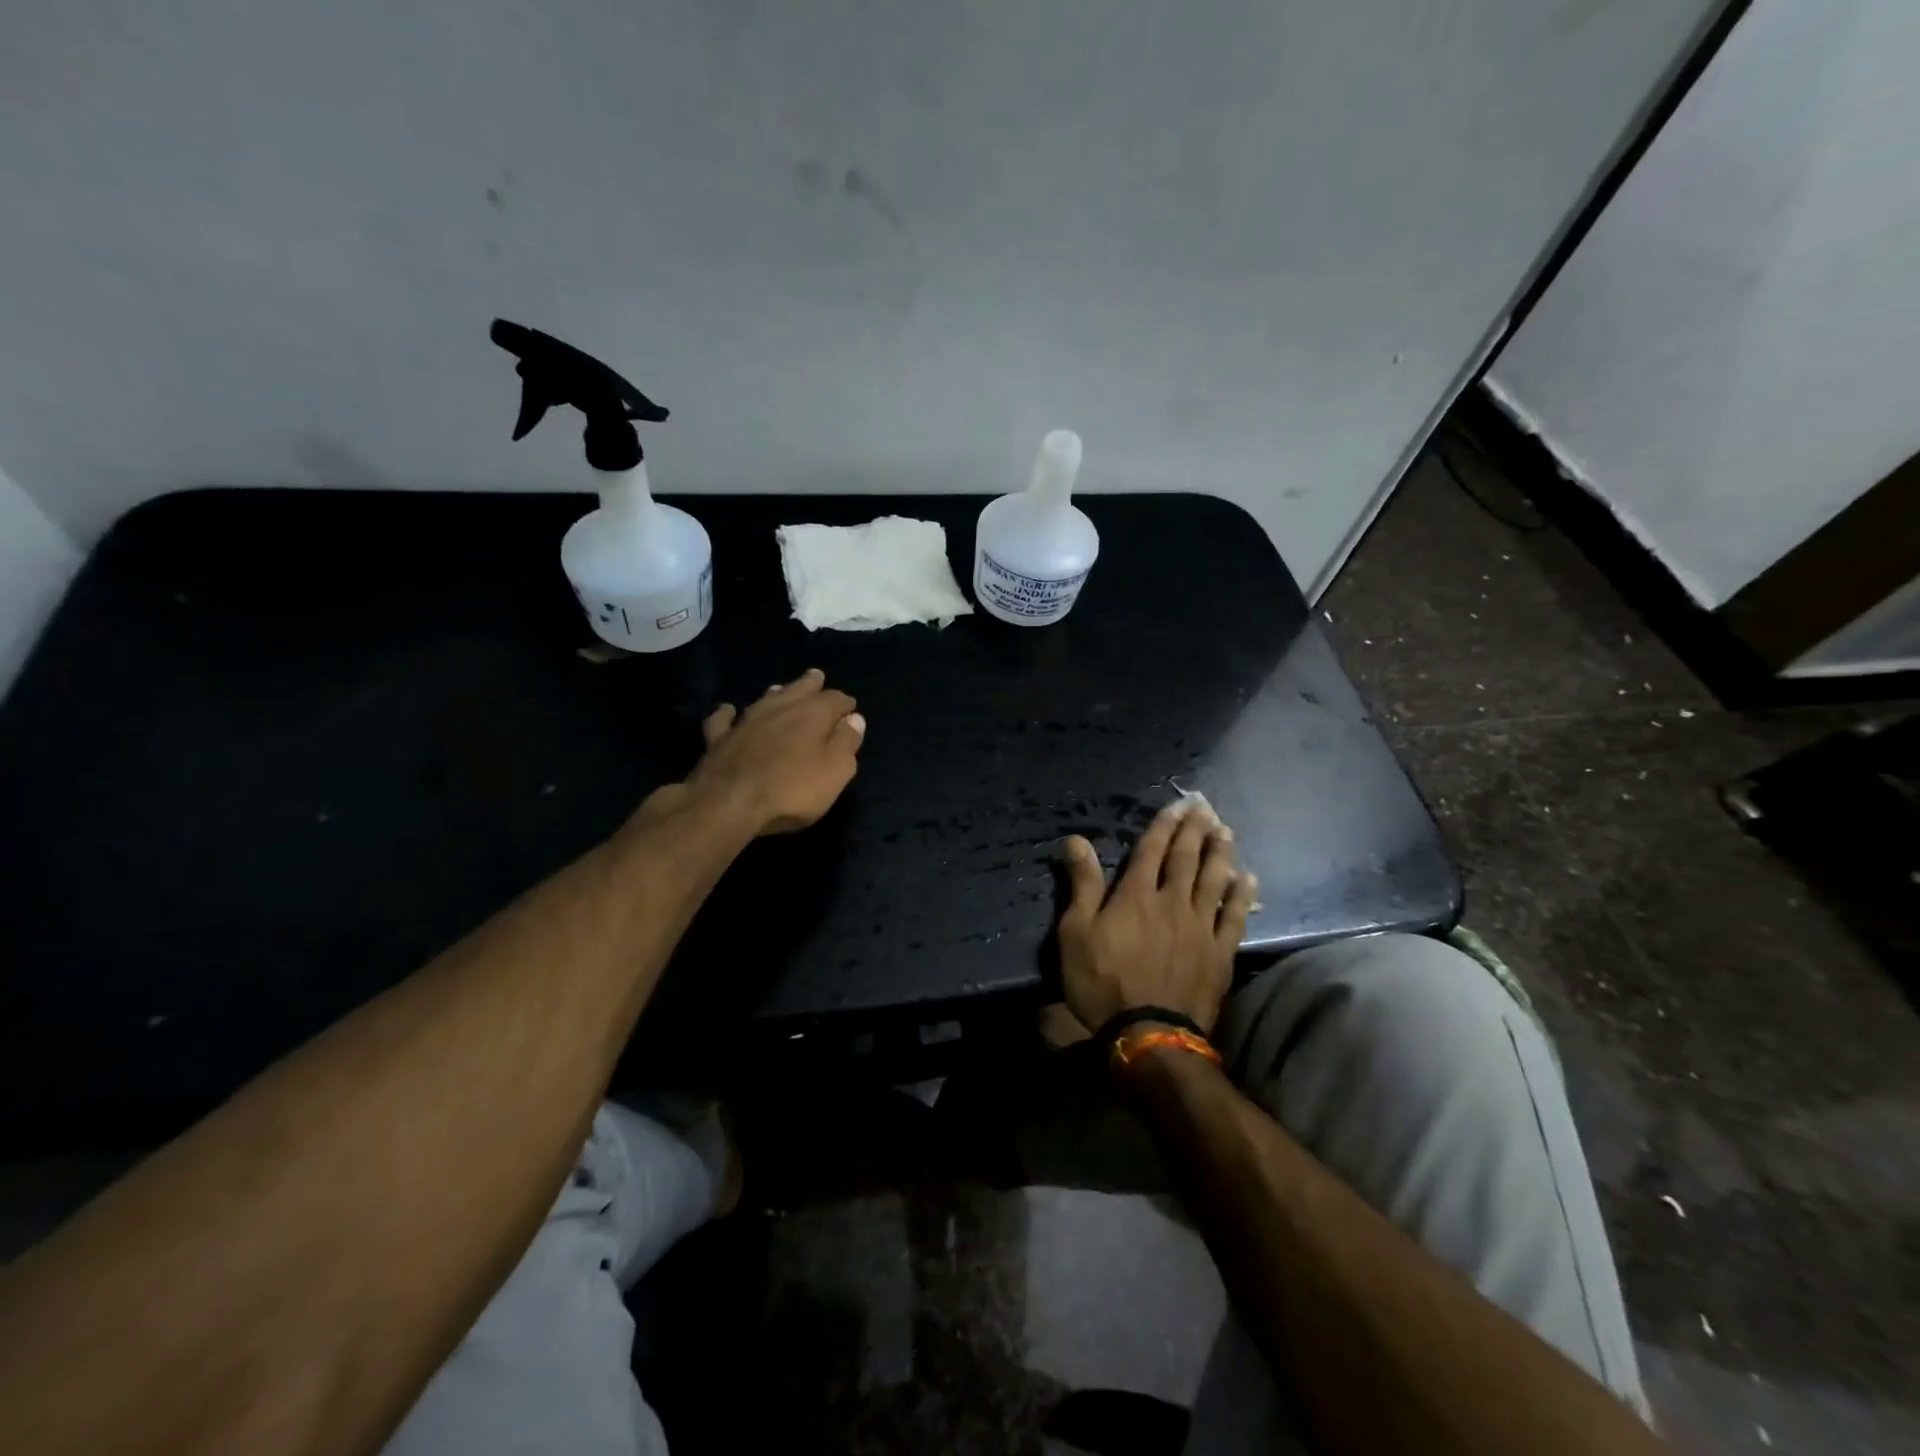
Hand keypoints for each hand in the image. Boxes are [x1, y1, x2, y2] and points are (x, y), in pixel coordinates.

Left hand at [684, 669, 865, 835]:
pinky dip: (727, 714)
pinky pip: (723, 719)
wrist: (729, 803)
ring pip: (764, 699)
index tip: (851, 710)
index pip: (835, 699)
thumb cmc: (792, 790)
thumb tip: (855, 719)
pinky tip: (728, 711)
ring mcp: (746, 721)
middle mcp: (780, 708)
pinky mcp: (719, 739)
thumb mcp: (836, 771)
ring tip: (781, 689)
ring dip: (776, 693)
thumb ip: (847, 743)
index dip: (845, 704)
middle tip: (817, 677)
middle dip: (811, 684)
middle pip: (799, 688)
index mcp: (812, 714)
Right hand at [1057, 799, 1256, 1035]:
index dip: (1163, 826)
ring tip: (1226, 832)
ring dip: (1220, 854)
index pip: (1151, 851)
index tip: (1176, 806)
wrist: (1149, 1034)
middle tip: (1204, 808)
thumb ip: (1082, 885)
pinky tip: (1248, 879)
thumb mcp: (1076, 933)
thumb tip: (1076, 840)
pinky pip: (1235, 917)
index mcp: (1136, 895)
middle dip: (1194, 831)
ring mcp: (1200, 927)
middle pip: (1186, 859)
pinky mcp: (1219, 953)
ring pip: (1214, 880)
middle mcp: (1172, 901)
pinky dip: (1242, 896)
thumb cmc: (1102, 983)